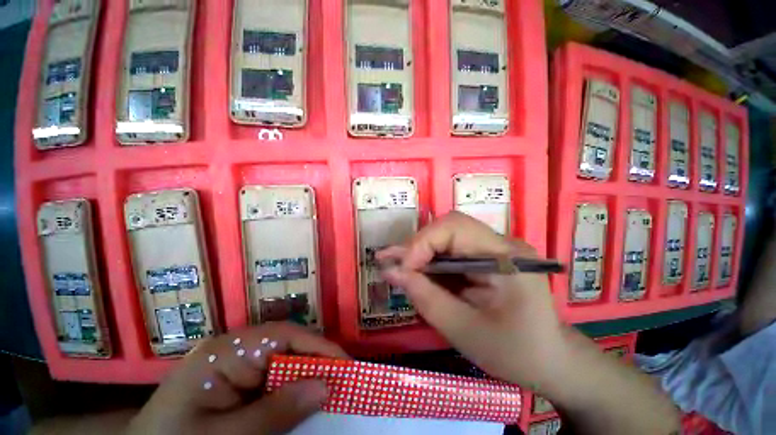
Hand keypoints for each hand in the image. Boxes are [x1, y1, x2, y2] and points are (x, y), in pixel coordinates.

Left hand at [127, 322, 348, 434]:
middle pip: (288, 347)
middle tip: (342, 384)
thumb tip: (325, 386)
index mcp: (227, 351)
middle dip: (316, 363)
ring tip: (329, 394)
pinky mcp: (237, 381)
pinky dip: (291, 392)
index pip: (285, 336)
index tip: (345, 365)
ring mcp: (236, 365)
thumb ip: (274, 412)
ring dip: (306, 379)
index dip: (318, 346)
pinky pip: (273, 381)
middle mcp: (235, 350)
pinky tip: (302, 405)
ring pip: (284, 364)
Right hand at [379, 212, 566, 387]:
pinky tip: (413, 271)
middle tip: (392, 264)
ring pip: (445, 238)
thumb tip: (391, 273)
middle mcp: (500, 244)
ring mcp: (493, 249)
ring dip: (419, 252)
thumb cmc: (516, 353)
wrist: (551, 362)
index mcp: (507, 257)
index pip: (456, 227)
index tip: (402, 268)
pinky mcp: (484, 258)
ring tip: (394, 265)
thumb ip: (426, 298)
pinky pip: (450, 252)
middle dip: (417, 246)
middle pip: (448, 228)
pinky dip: (429, 262)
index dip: (423, 242)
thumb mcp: (465, 331)